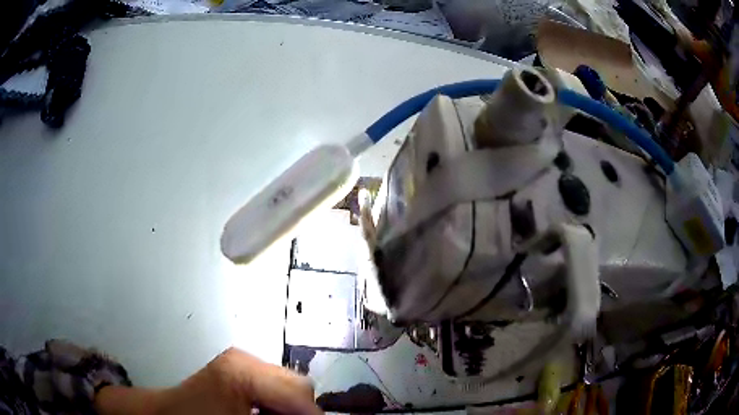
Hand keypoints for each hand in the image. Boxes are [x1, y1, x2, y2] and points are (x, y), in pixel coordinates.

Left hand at [95, 348, 322, 414]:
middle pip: (299, 388)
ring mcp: (240, 361)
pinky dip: (278, 404)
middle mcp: (244, 360)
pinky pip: (274, 386)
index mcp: (242, 374)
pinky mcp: (236, 367)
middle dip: (303, 413)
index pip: (301, 396)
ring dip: (291, 409)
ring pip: (289, 386)